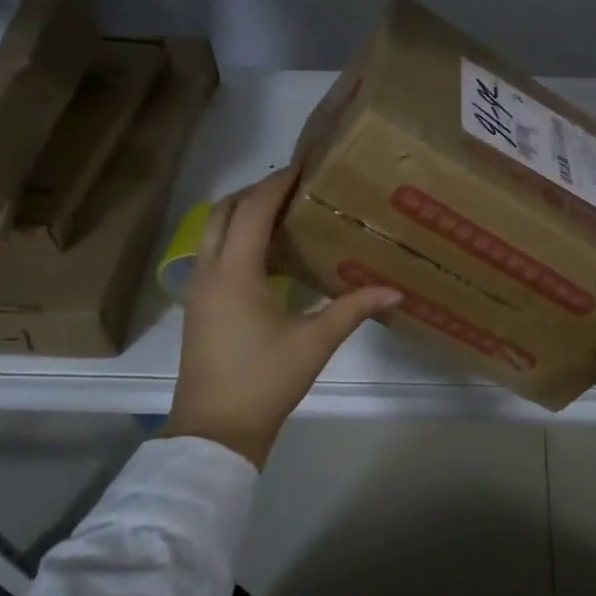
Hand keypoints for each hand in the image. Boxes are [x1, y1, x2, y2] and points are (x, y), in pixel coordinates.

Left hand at [167, 166, 400, 467]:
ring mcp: (199, 289)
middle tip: (295, 186)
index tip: (305, 165)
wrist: (216, 430)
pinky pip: (214, 253)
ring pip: (214, 232)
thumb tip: (395, 291)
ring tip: (285, 212)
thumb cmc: (265, 381)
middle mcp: (210, 271)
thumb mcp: (315, 342)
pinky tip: (269, 253)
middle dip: (257, 191)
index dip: (278, 183)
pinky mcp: (199, 306)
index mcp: (236, 272)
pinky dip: (237, 238)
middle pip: (224, 211)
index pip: (254, 209)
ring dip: (244, 213)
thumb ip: (354, 309)